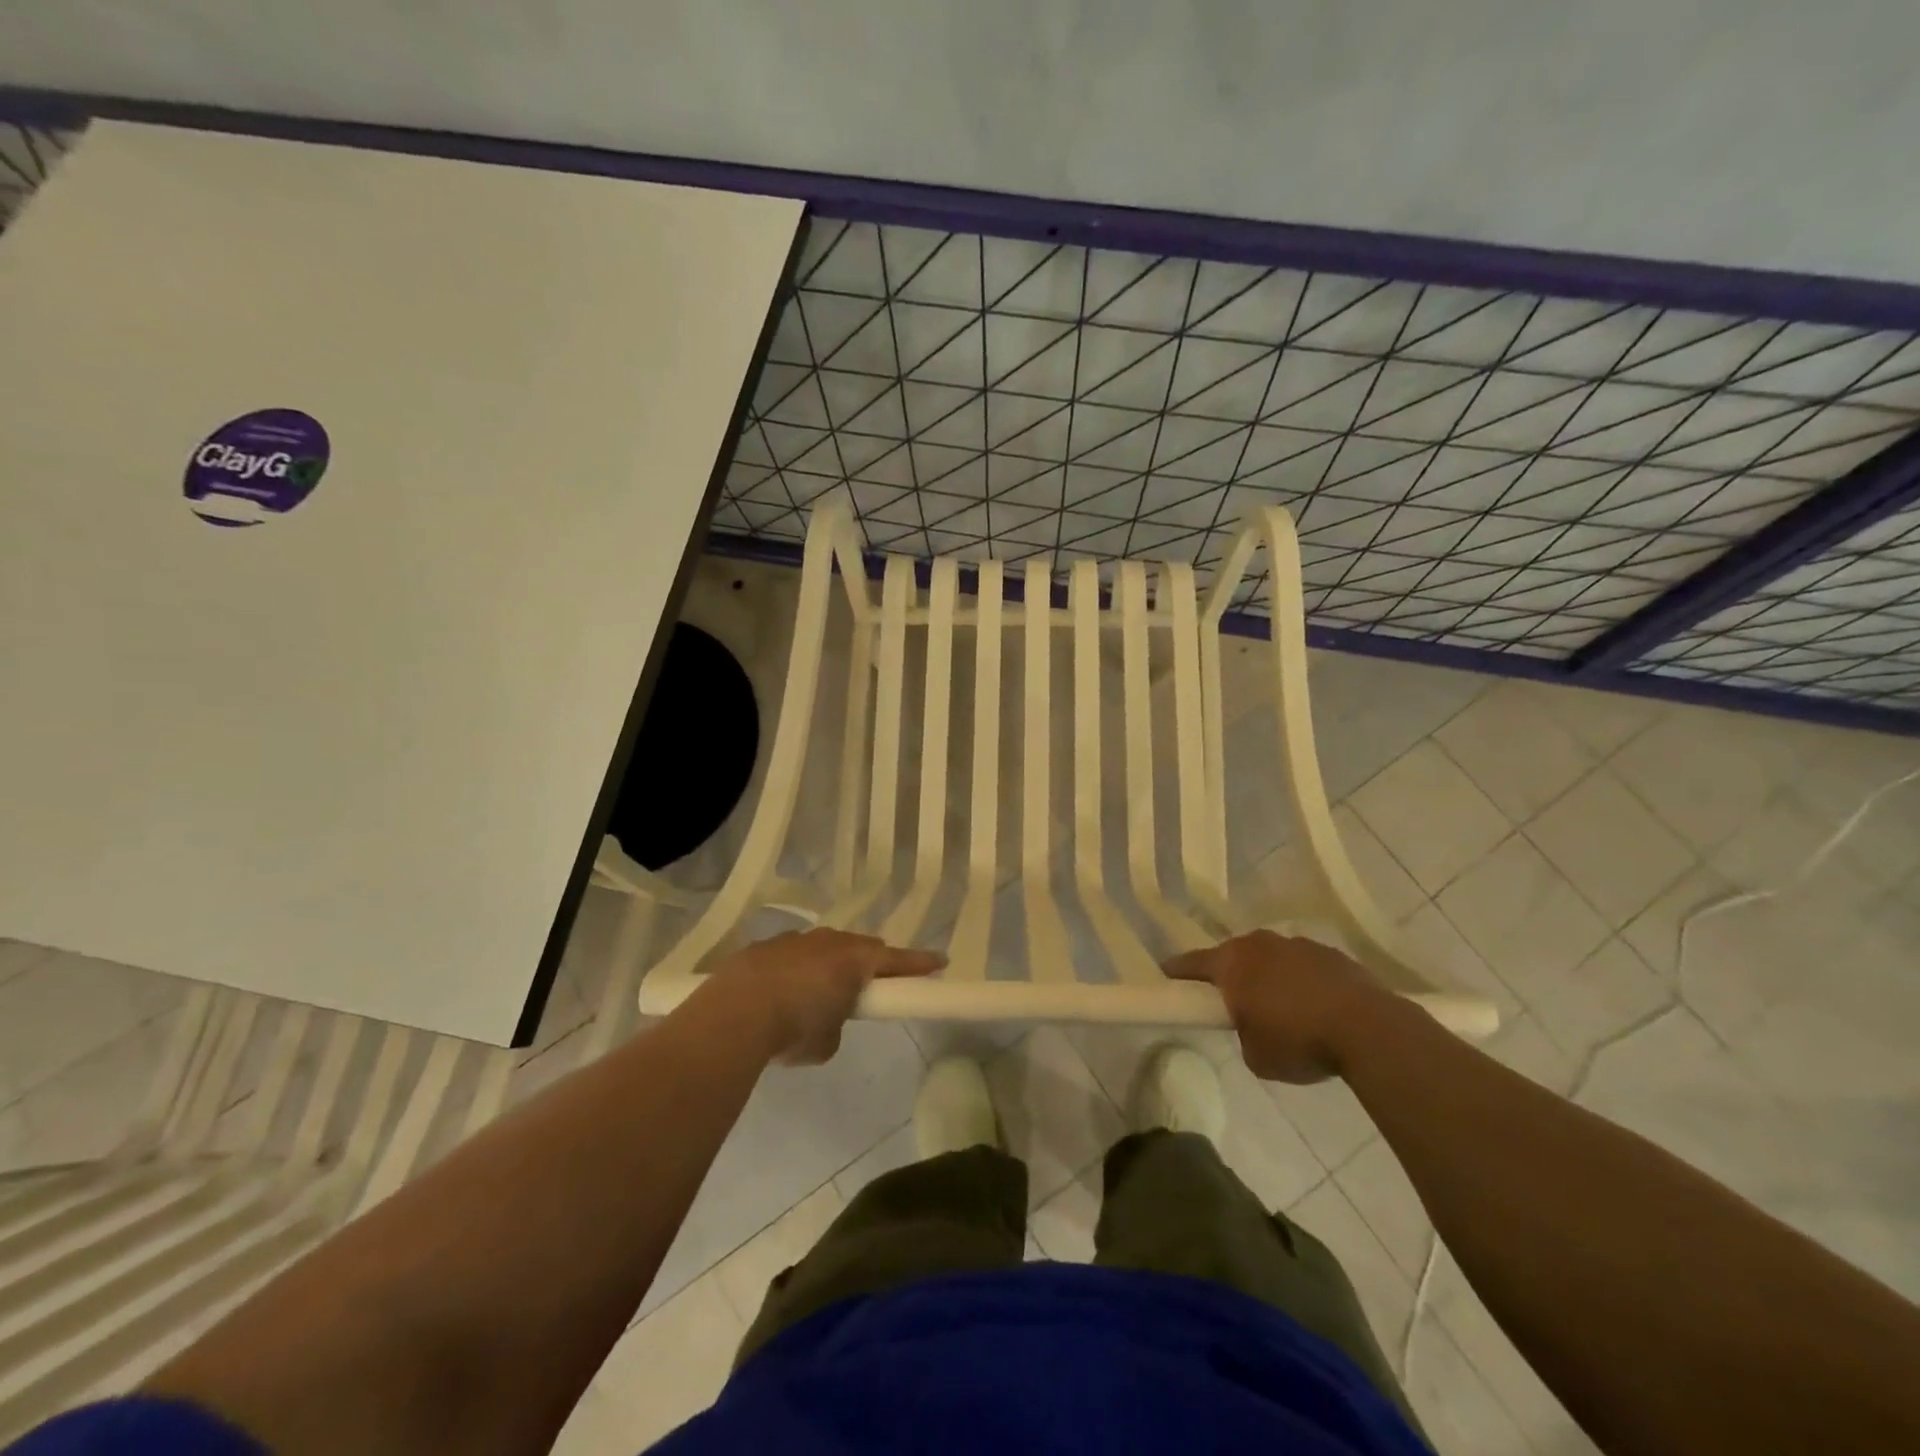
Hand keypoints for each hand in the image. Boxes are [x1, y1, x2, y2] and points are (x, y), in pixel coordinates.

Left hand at [703, 928, 943, 1064]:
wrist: (734, 1013)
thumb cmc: (794, 1028)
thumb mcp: (826, 1042)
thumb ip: (836, 1025)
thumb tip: (826, 1020)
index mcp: (854, 960)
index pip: (897, 960)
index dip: (920, 963)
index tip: (941, 961)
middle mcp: (828, 942)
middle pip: (860, 947)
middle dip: (870, 963)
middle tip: (873, 983)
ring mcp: (795, 940)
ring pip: (824, 947)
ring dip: (828, 964)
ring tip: (819, 992)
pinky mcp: (764, 947)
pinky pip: (792, 955)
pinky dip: (795, 969)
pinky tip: (781, 992)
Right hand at [1164, 930, 1394, 1082]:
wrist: (1369, 1029)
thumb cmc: (1299, 1041)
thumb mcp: (1255, 1055)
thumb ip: (1243, 1033)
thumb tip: (1254, 1024)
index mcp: (1232, 964)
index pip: (1192, 963)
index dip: (1177, 971)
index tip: (1167, 975)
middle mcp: (1260, 944)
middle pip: (1234, 955)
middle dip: (1231, 974)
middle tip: (1233, 1000)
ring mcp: (1297, 945)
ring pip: (1272, 958)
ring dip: (1270, 977)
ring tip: (1283, 1009)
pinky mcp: (1332, 954)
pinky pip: (1305, 966)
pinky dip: (1303, 982)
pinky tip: (1317, 1008)